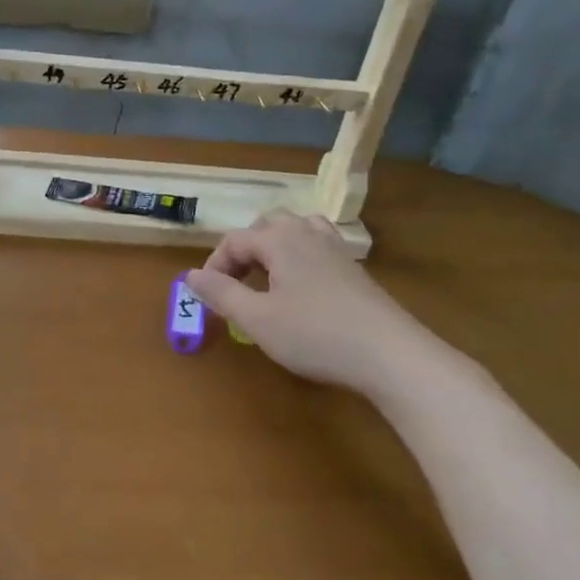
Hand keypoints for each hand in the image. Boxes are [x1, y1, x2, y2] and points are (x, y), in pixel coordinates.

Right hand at [184, 213, 424, 390]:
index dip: (214, 266)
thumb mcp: (257, 318)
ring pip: (297, 230)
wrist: (389, 354)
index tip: (208, 298)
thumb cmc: (314, 335)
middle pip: (267, 225)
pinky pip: (318, 246)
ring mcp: (335, 250)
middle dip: (244, 250)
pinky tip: (300, 288)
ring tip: (266, 277)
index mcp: (279, 240)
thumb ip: (221, 294)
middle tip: (235, 283)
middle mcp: (307, 234)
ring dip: (274, 247)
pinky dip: (299, 257)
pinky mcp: (354, 270)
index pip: (234, 240)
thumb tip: (190, 275)